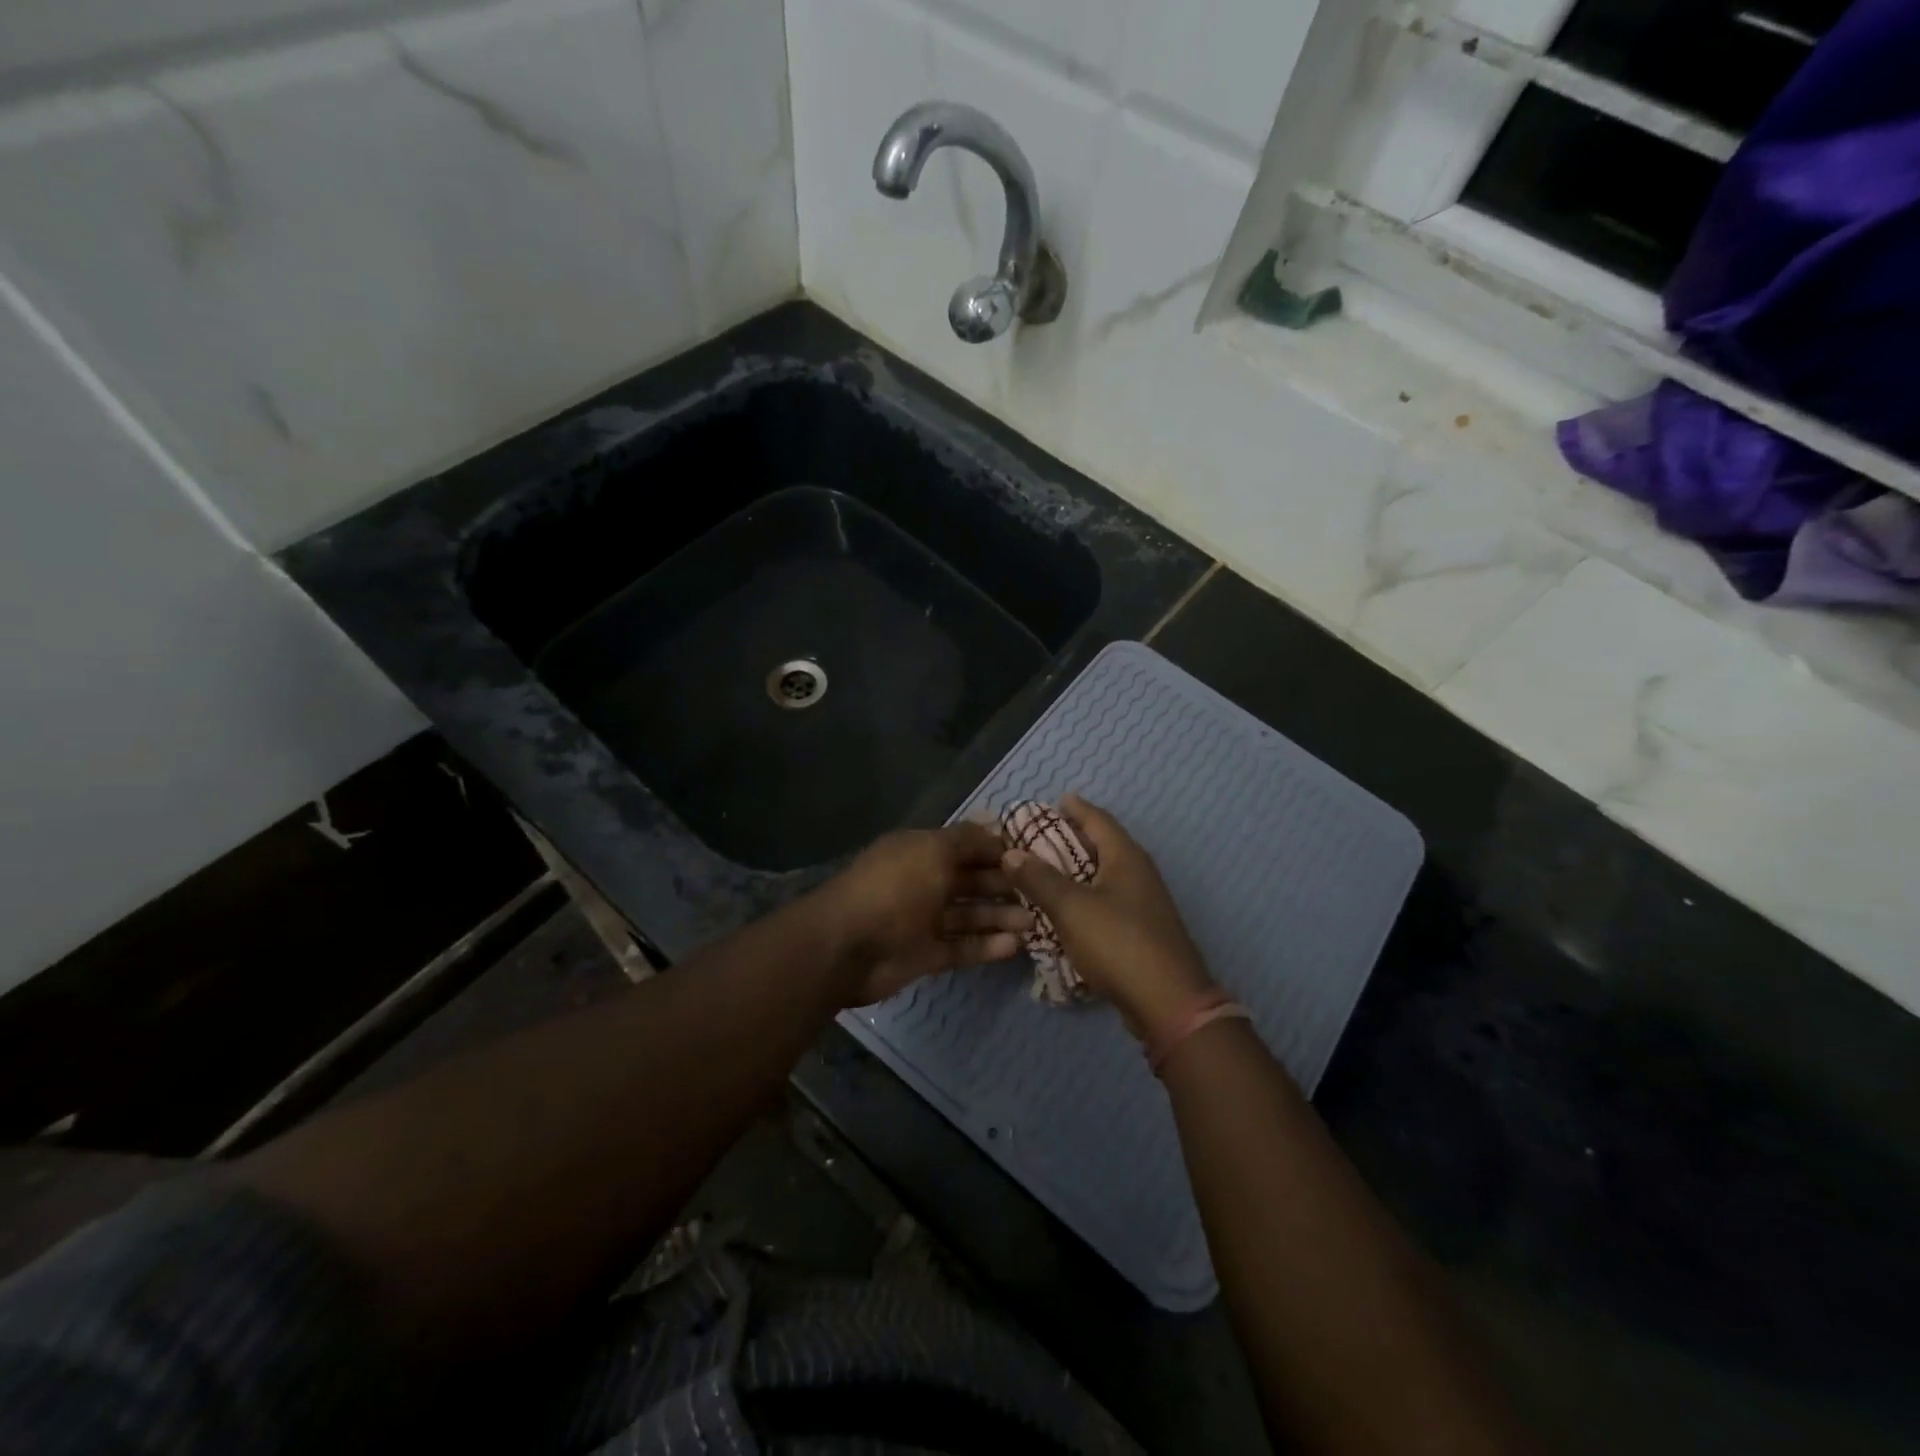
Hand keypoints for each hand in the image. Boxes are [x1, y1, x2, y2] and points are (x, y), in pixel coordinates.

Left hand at [817, 822, 1032, 1006]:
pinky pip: (963, 948)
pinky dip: (987, 946)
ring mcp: (924, 920)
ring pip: (970, 916)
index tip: (1034, 856)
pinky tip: (1015, 946)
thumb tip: (998, 830)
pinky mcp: (927, 955)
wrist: (848, 946)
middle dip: (1004, 885)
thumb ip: (968, 841)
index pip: (966, 846)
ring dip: (1000, 917)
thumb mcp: (933, 851)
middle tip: (1042, 893)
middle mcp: (924, 882)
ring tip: (1036, 923)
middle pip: (971, 881)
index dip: (997, 849)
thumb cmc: (894, 887)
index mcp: (921, 851)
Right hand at [1001, 795, 1214, 1041]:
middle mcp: (1139, 873)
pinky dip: (1086, 896)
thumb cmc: (1118, 943)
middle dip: (1074, 837)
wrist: (1168, 1003)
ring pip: (1106, 874)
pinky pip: (1108, 901)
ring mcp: (1144, 903)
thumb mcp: (1070, 908)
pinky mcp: (1142, 931)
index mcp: (1126, 857)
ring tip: (1047, 871)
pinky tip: (1067, 909)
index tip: (1055, 800)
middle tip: (1041, 836)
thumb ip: (1039, 879)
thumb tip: (1011, 852)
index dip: (1076, 808)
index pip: (1098, 819)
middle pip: (1104, 845)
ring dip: (1078, 870)